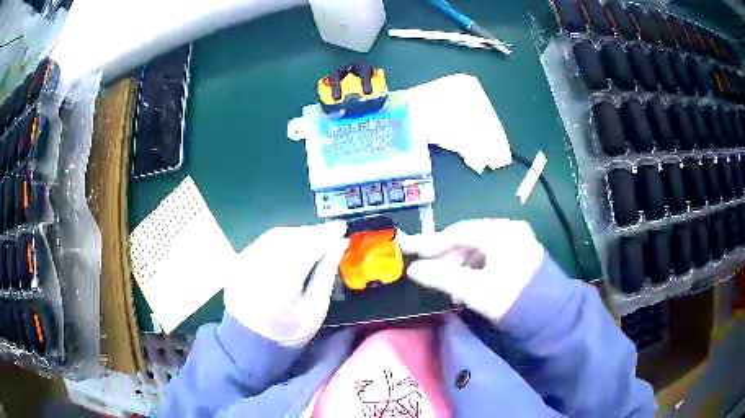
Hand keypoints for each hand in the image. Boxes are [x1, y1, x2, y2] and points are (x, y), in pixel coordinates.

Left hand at [223, 222, 347, 346]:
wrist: (248, 341)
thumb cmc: (288, 332)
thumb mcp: (315, 311)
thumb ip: (327, 275)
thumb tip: (340, 244)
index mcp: (279, 288)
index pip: (304, 250)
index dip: (324, 236)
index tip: (342, 228)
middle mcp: (257, 269)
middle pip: (288, 239)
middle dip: (312, 232)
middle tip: (332, 232)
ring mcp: (243, 263)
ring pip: (275, 236)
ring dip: (298, 232)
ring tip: (316, 236)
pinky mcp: (238, 261)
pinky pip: (264, 241)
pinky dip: (283, 237)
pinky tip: (295, 242)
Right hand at [398, 219, 544, 321]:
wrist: (553, 316)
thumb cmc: (512, 300)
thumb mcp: (474, 290)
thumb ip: (442, 277)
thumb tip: (414, 270)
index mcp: (499, 232)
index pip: (456, 232)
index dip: (430, 243)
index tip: (407, 249)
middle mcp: (509, 229)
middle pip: (467, 238)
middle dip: (445, 255)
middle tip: (426, 269)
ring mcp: (517, 240)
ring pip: (478, 247)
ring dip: (459, 263)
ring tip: (446, 282)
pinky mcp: (521, 254)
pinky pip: (490, 255)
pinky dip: (474, 266)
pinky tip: (466, 282)